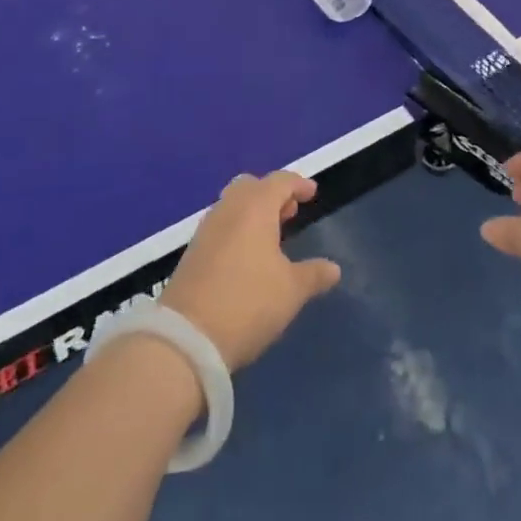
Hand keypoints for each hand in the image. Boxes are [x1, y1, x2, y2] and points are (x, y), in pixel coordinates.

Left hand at [162, 172, 341, 371]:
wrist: (186, 339)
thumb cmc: (248, 303)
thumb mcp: (291, 291)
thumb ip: (314, 275)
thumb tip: (334, 268)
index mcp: (255, 207)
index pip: (280, 181)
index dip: (298, 184)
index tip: (312, 193)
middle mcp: (229, 208)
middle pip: (252, 186)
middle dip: (272, 194)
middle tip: (289, 213)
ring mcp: (206, 229)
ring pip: (233, 205)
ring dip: (253, 212)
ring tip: (271, 236)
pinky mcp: (192, 252)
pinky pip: (221, 226)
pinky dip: (237, 229)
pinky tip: (247, 257)